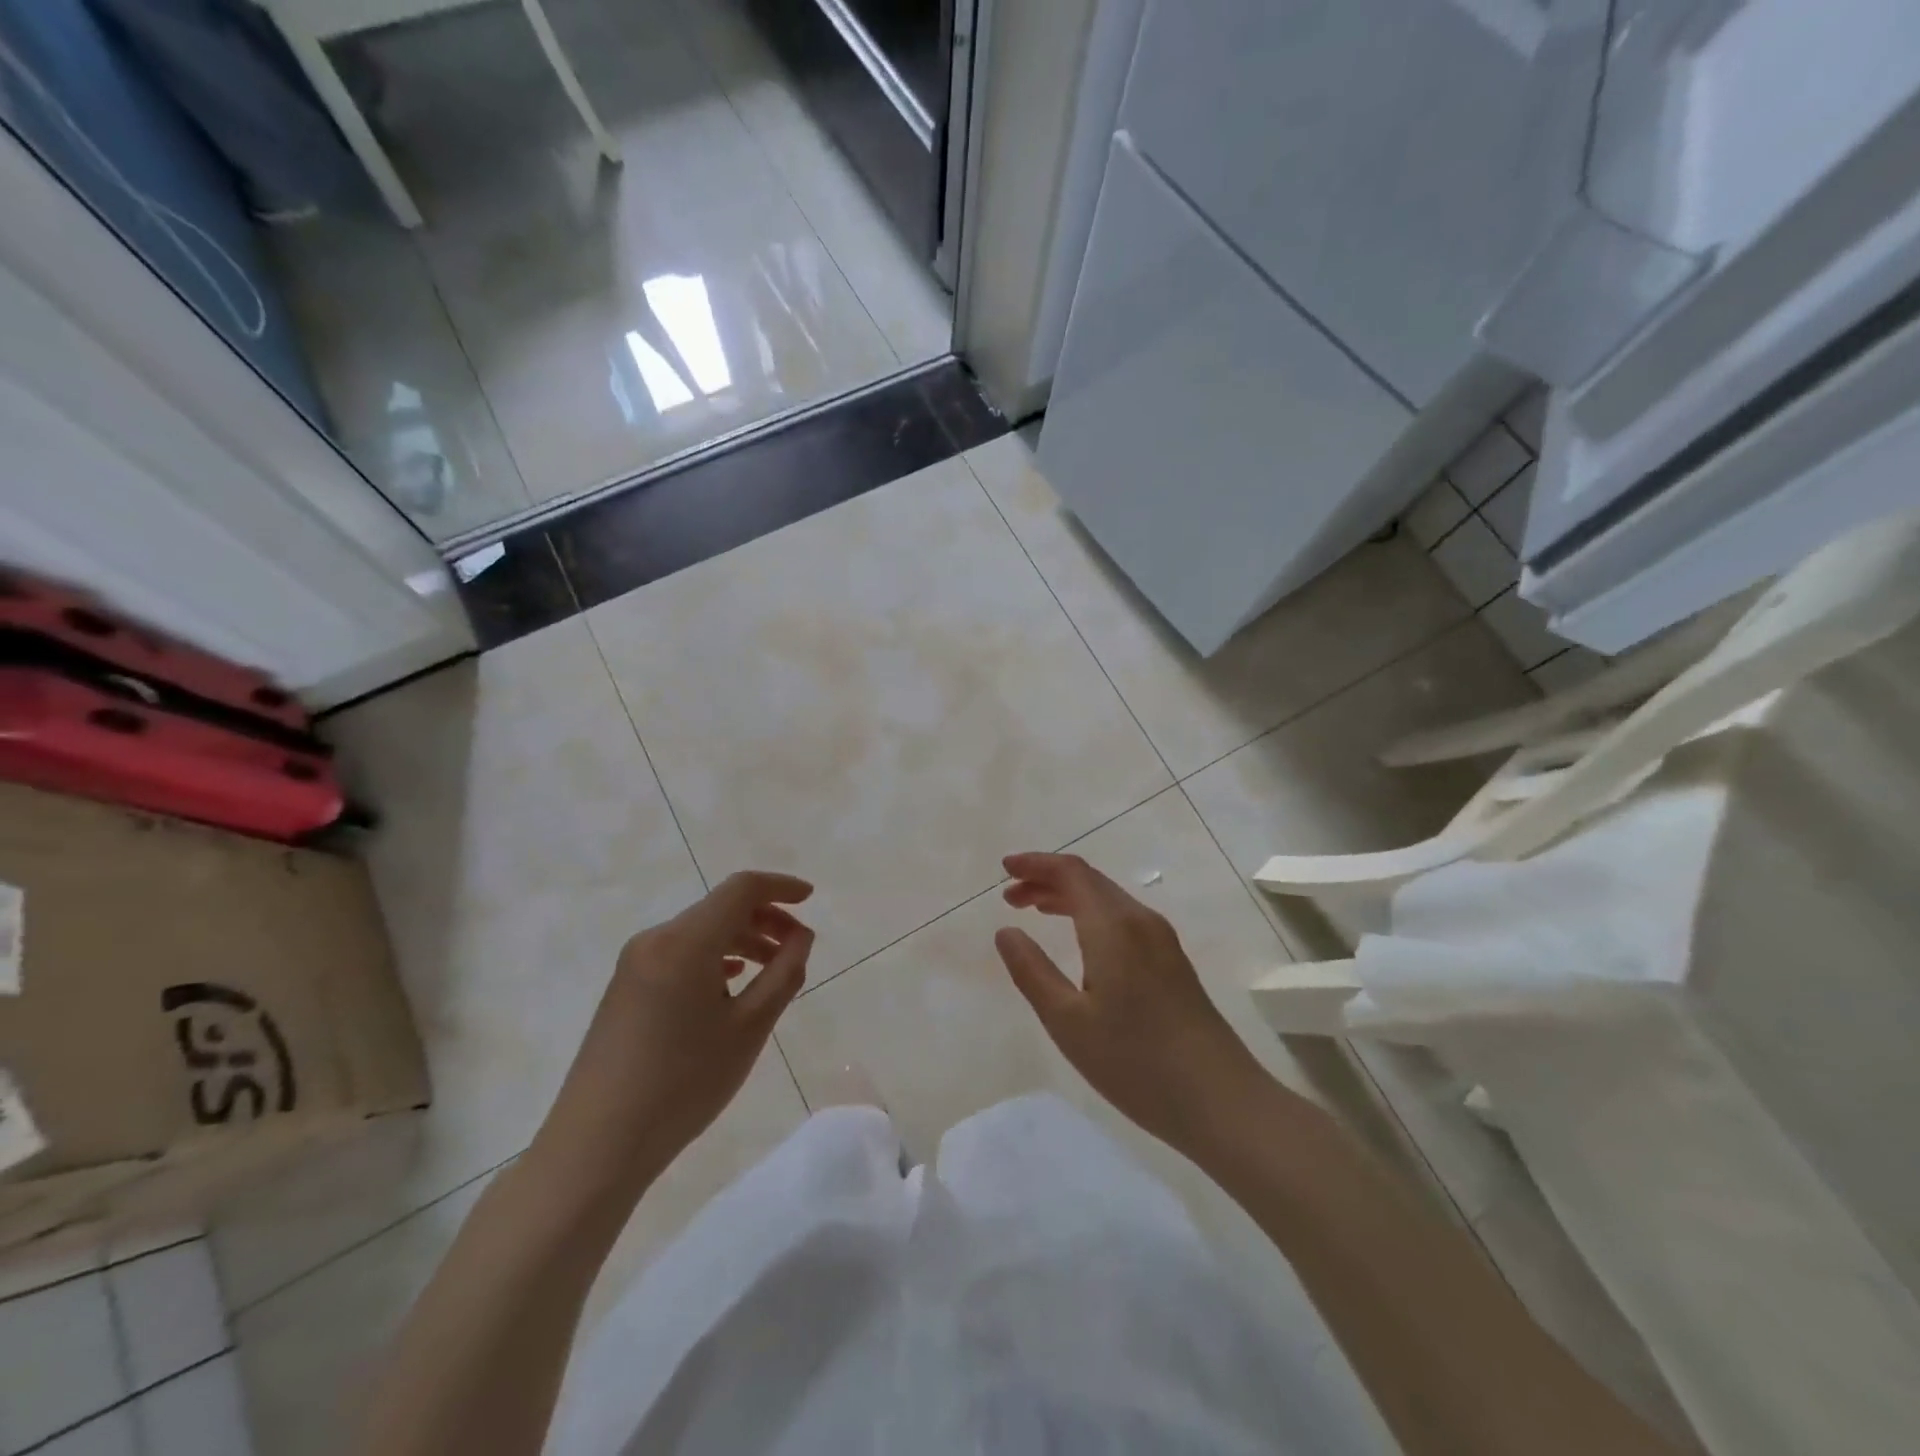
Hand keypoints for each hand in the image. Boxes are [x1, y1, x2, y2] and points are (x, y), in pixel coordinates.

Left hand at [536, 872, 814, 1191]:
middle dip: (765, 919)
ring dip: (742, 941)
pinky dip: (715, 958)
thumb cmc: (683, 1083)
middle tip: (798, 947)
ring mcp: (635, 964)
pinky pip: (680, 955)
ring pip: (701, 932)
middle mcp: (655, 940)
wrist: (597, 1145)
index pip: (741, 889)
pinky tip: (732, 984)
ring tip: (773, 971)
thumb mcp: (749, 1028)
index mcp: (685, 941)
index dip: (780, 886)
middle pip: (720, 909)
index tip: (811, 898)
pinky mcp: (626, 989)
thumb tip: (801, 936)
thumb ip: (783, 974)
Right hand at [995, 853, 1267, 1156]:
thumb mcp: (1067, 1021)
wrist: (1220, 1100)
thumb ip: (1032, 971)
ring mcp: (1162, 940)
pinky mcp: (1172, 961)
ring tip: (1034, 910)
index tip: (1004, 868)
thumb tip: (1006, 931)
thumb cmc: (1134, 1062)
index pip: (1071, 872)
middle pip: (1089, 880)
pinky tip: (1078, 939)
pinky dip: (1090, 914)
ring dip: (1069, 896)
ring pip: (1107, 899)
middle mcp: (1140, 920)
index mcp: (1113, 926)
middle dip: (1047, 878)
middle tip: (1010, 896)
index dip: (1036, 863)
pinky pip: (1123, 918)